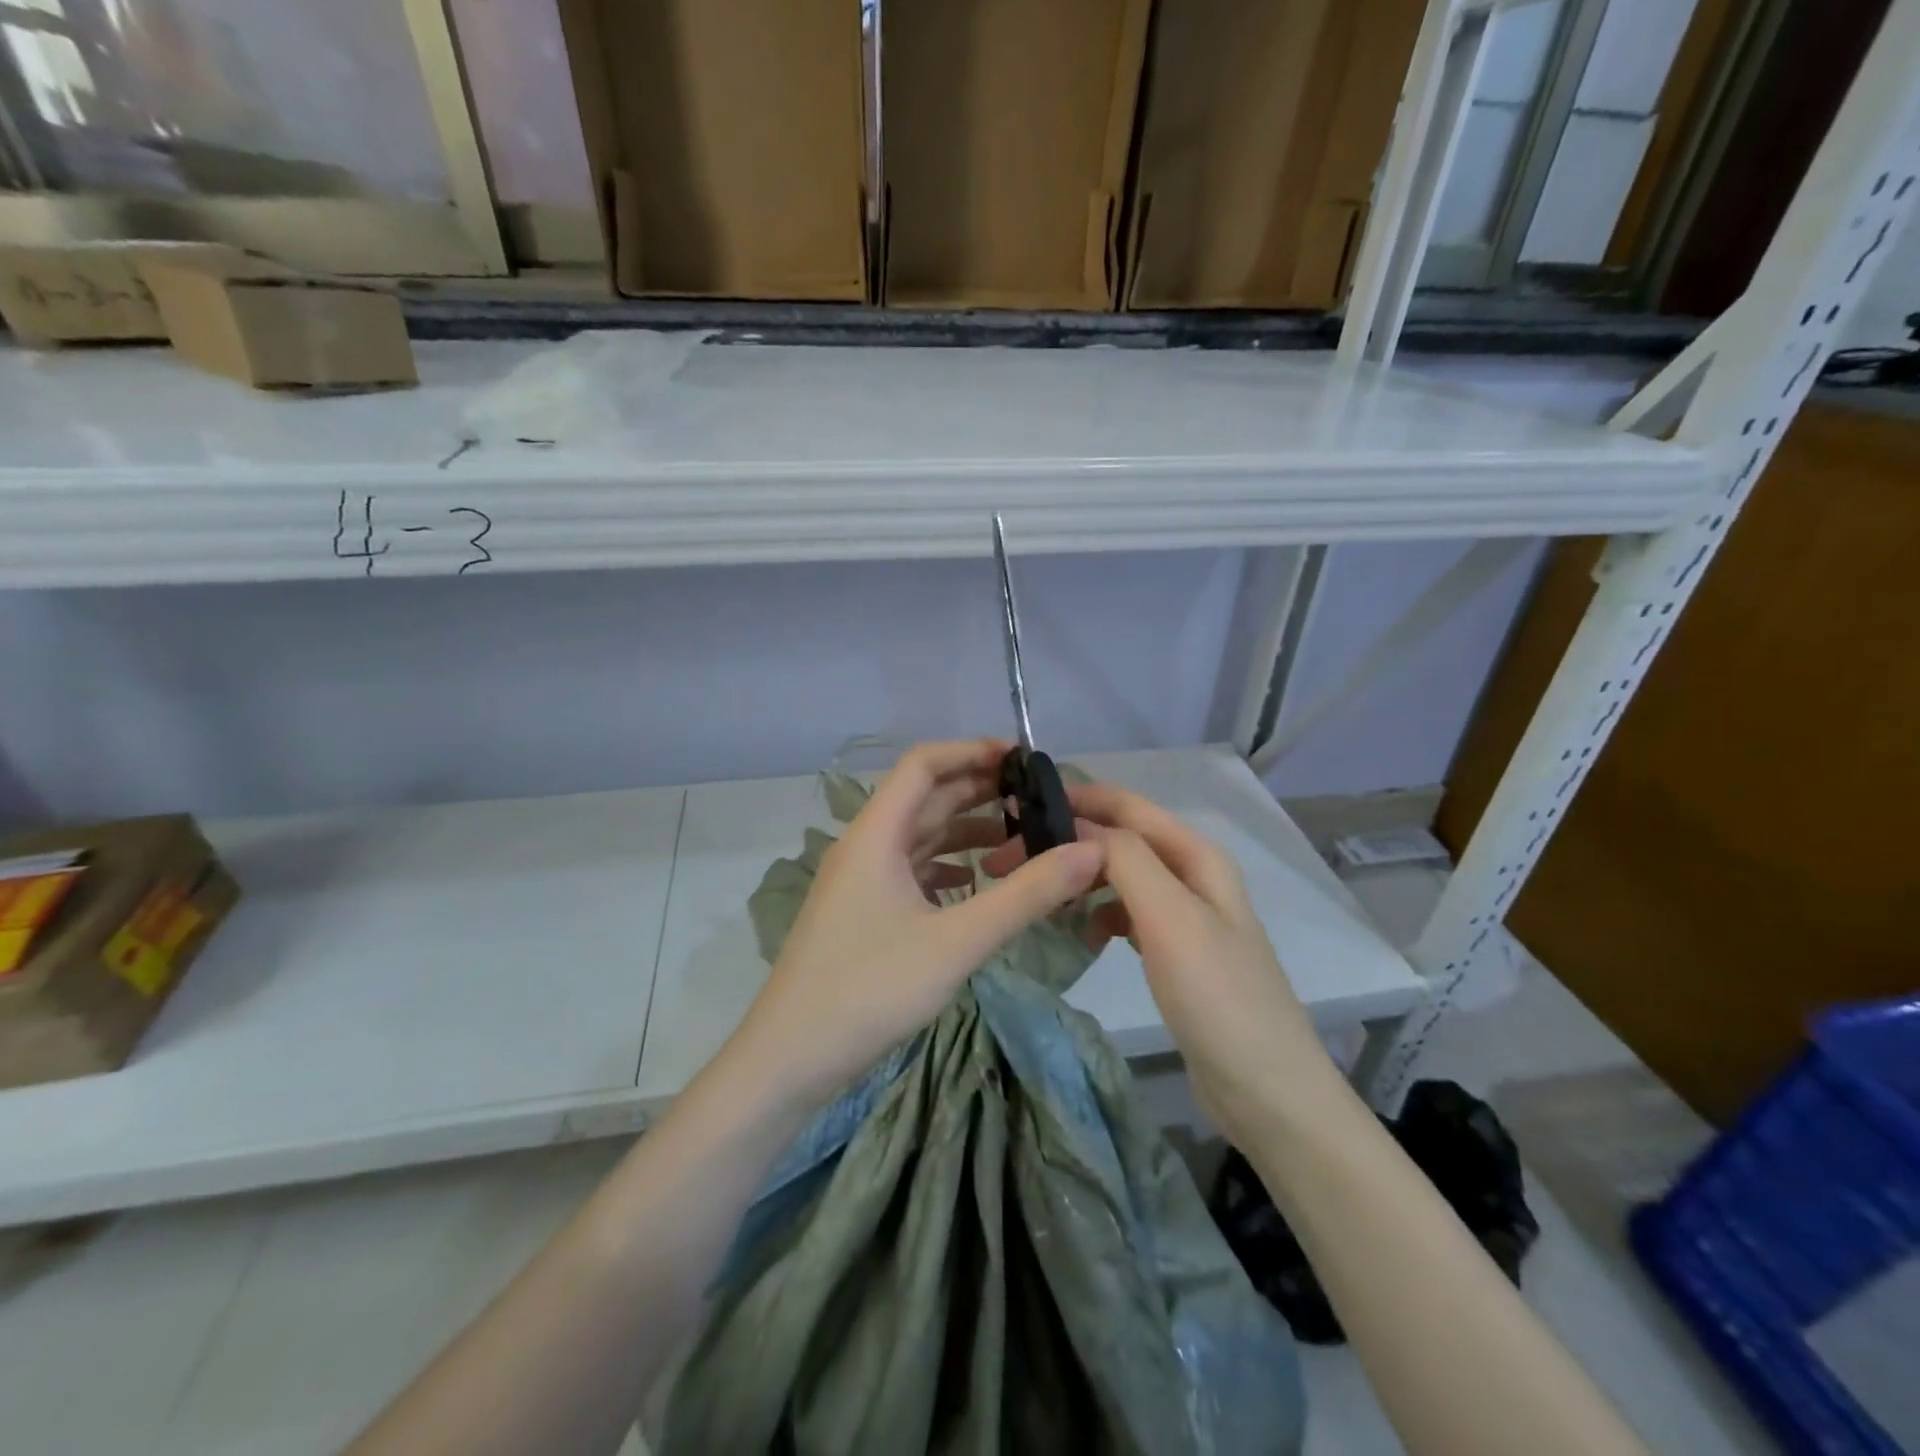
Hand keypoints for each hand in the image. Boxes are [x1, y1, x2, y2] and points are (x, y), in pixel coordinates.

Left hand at [722, 739, 1105, 1112]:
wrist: (789, 1059)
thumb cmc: (869, 990)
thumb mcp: (957, 942)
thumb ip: (1025, 895)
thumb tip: (1090, 852)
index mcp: (876, 834)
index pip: (923, 765)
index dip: (972, 752)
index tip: (1024, 760)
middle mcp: (865, 846)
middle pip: (925, 799)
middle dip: (980, 793)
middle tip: (1038, 801)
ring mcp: (861, 881)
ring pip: (920, 838)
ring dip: (967, 833)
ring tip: (1023, 840)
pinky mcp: (864, 913)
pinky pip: (913, 872)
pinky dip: (949, 868)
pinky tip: (980, 884)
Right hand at [986, 780, 1335, 1141]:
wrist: (1266, 1090)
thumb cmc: (1217, 996)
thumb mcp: (1170, 917)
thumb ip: (1126, 859)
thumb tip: (1077, 825)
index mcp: (1196, 855)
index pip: (1126, 805)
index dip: (1076, 798)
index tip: (1018, 807)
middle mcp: (1192, 875)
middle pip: (1122, 838)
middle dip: (1070, 841)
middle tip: (1011, 859)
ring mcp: (1185, 915)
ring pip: (1121, 876)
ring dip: (1082, 877)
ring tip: (1040, 893)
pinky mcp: (1176, 951)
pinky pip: (1128, 914)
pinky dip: (1100, 914)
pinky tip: (1082, 935)